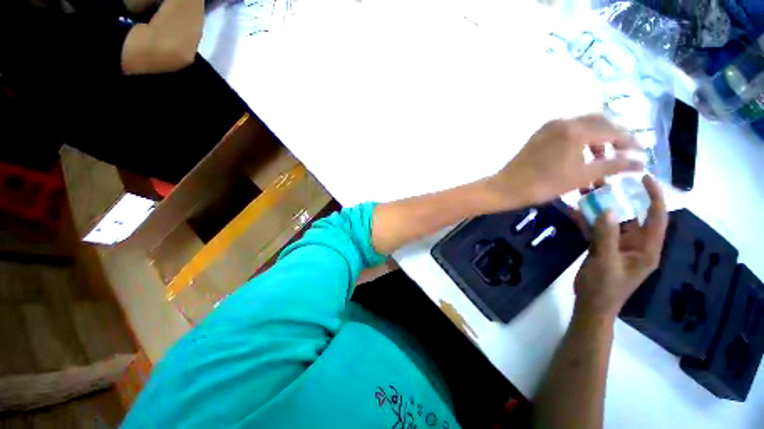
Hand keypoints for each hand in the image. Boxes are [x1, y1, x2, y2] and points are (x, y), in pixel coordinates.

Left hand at [486, 115, 642, 208]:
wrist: (507, 187)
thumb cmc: (544, 184)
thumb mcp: (582, 176)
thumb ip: (613, 165)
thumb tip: (640, 161)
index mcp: (576, 130)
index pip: (612, 130)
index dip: (629, 141)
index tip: (639, 153)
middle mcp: (563, 122)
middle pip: (598, 123)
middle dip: (613, 138)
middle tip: (620, 155)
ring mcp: (549, 127)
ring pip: (582, 127)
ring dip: (595, 140)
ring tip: (599, 161)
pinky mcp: (539, 134)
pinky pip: (566, 132)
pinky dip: (579, 141)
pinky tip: (580, 157)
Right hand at [574, 175, 667, 319]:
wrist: (590, 305)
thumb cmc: (604, 288)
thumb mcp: (606, 262)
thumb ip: (607, 236)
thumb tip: (608, 209)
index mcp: (646, 249)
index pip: (656, 218)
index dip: (654, 197)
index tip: (644, 178)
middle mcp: (636, 244)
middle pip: (633, 216)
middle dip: (620, 198)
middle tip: (603, 182)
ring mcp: (619, 246)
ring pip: (613, 221)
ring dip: (601, 207)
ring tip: (586, 191)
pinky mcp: (604, 248)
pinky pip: (598, 230)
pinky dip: (588, 220)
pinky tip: (575, 210)